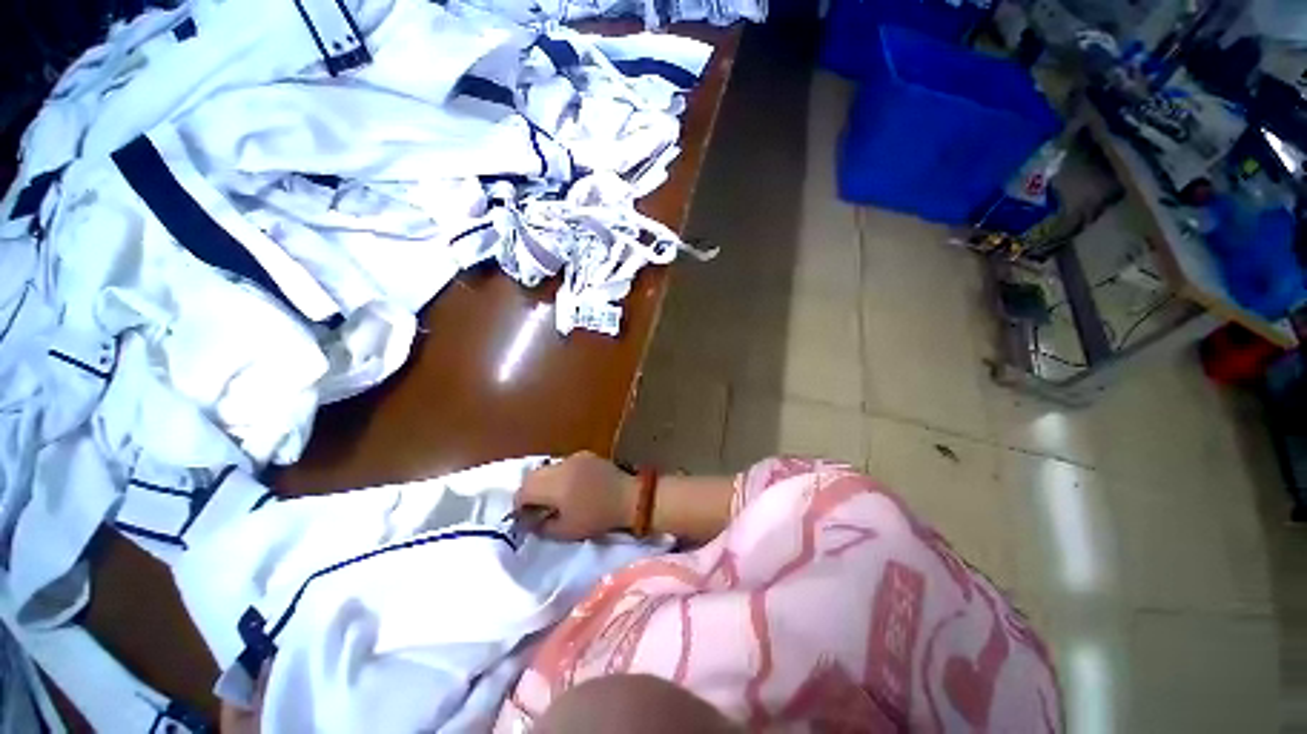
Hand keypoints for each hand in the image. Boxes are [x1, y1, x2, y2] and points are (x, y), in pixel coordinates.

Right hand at [516, 452, 637, 540]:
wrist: (629, 497)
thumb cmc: (598, 517)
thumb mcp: (566, 531)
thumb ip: (543, 527)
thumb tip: (530, 521)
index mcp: (555, 484)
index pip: (524, 490)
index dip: (519, 505)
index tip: (524, 517)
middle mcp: (561, 466)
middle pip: (532, 475)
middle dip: (530, 492)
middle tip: (536, 508)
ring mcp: (575, 457)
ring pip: (548, 468)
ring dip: (545, 482)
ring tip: (555, 498)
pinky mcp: (586, 455)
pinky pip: (564, 464)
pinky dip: (560, 475)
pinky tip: (572, 487)